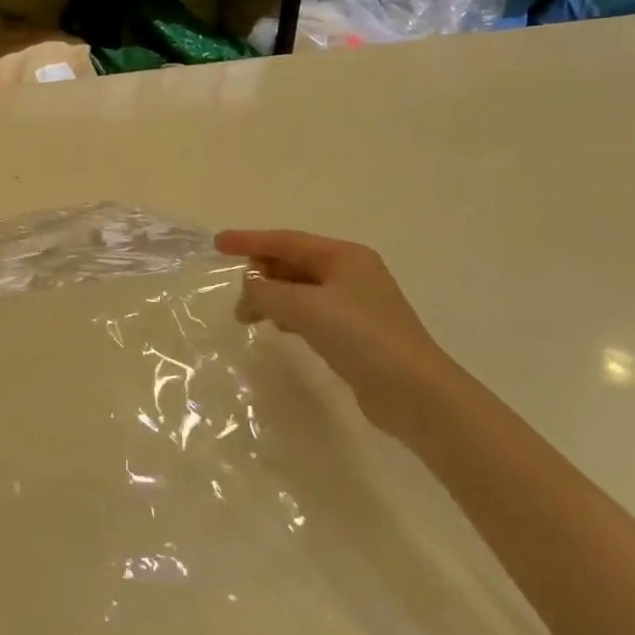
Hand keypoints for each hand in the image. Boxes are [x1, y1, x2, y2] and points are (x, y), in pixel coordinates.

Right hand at [215, 229, 460, 440]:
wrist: (416, 394)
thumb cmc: (362, 337)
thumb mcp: (305, 308)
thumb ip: (267, 293)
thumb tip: (249, 290)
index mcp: (344, 256)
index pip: (286, 240)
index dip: (249, 240)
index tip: (218, 243)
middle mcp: (351, 273)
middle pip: (294, 263)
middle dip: (262, 274)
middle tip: (235, 295)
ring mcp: (356, 304)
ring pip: (301, 289)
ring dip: (273, 297)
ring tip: (250, 317)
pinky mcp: (357, 334)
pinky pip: (311, 313)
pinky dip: (290, 315)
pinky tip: (280, 328)